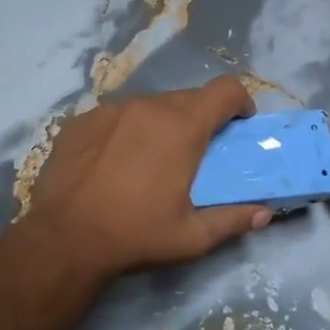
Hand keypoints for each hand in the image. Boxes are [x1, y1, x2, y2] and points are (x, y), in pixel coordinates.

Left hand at [26, 78, 272, 278]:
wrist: (64, 240)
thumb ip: (233, 220)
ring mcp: (109, 110)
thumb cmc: (136, 235)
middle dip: (200, 119)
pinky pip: (115, 117)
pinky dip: (126, 131)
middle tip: (196, 153)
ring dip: (161, 123)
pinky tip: (114, 163)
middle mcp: (147, 106)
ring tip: (152, 159)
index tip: (240, 124)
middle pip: (187, 98)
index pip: (225, 90)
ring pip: (149, 105)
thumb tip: (265, 214)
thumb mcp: (192, 237)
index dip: (240, 101)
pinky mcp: (80, 122)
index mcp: (182, 127)